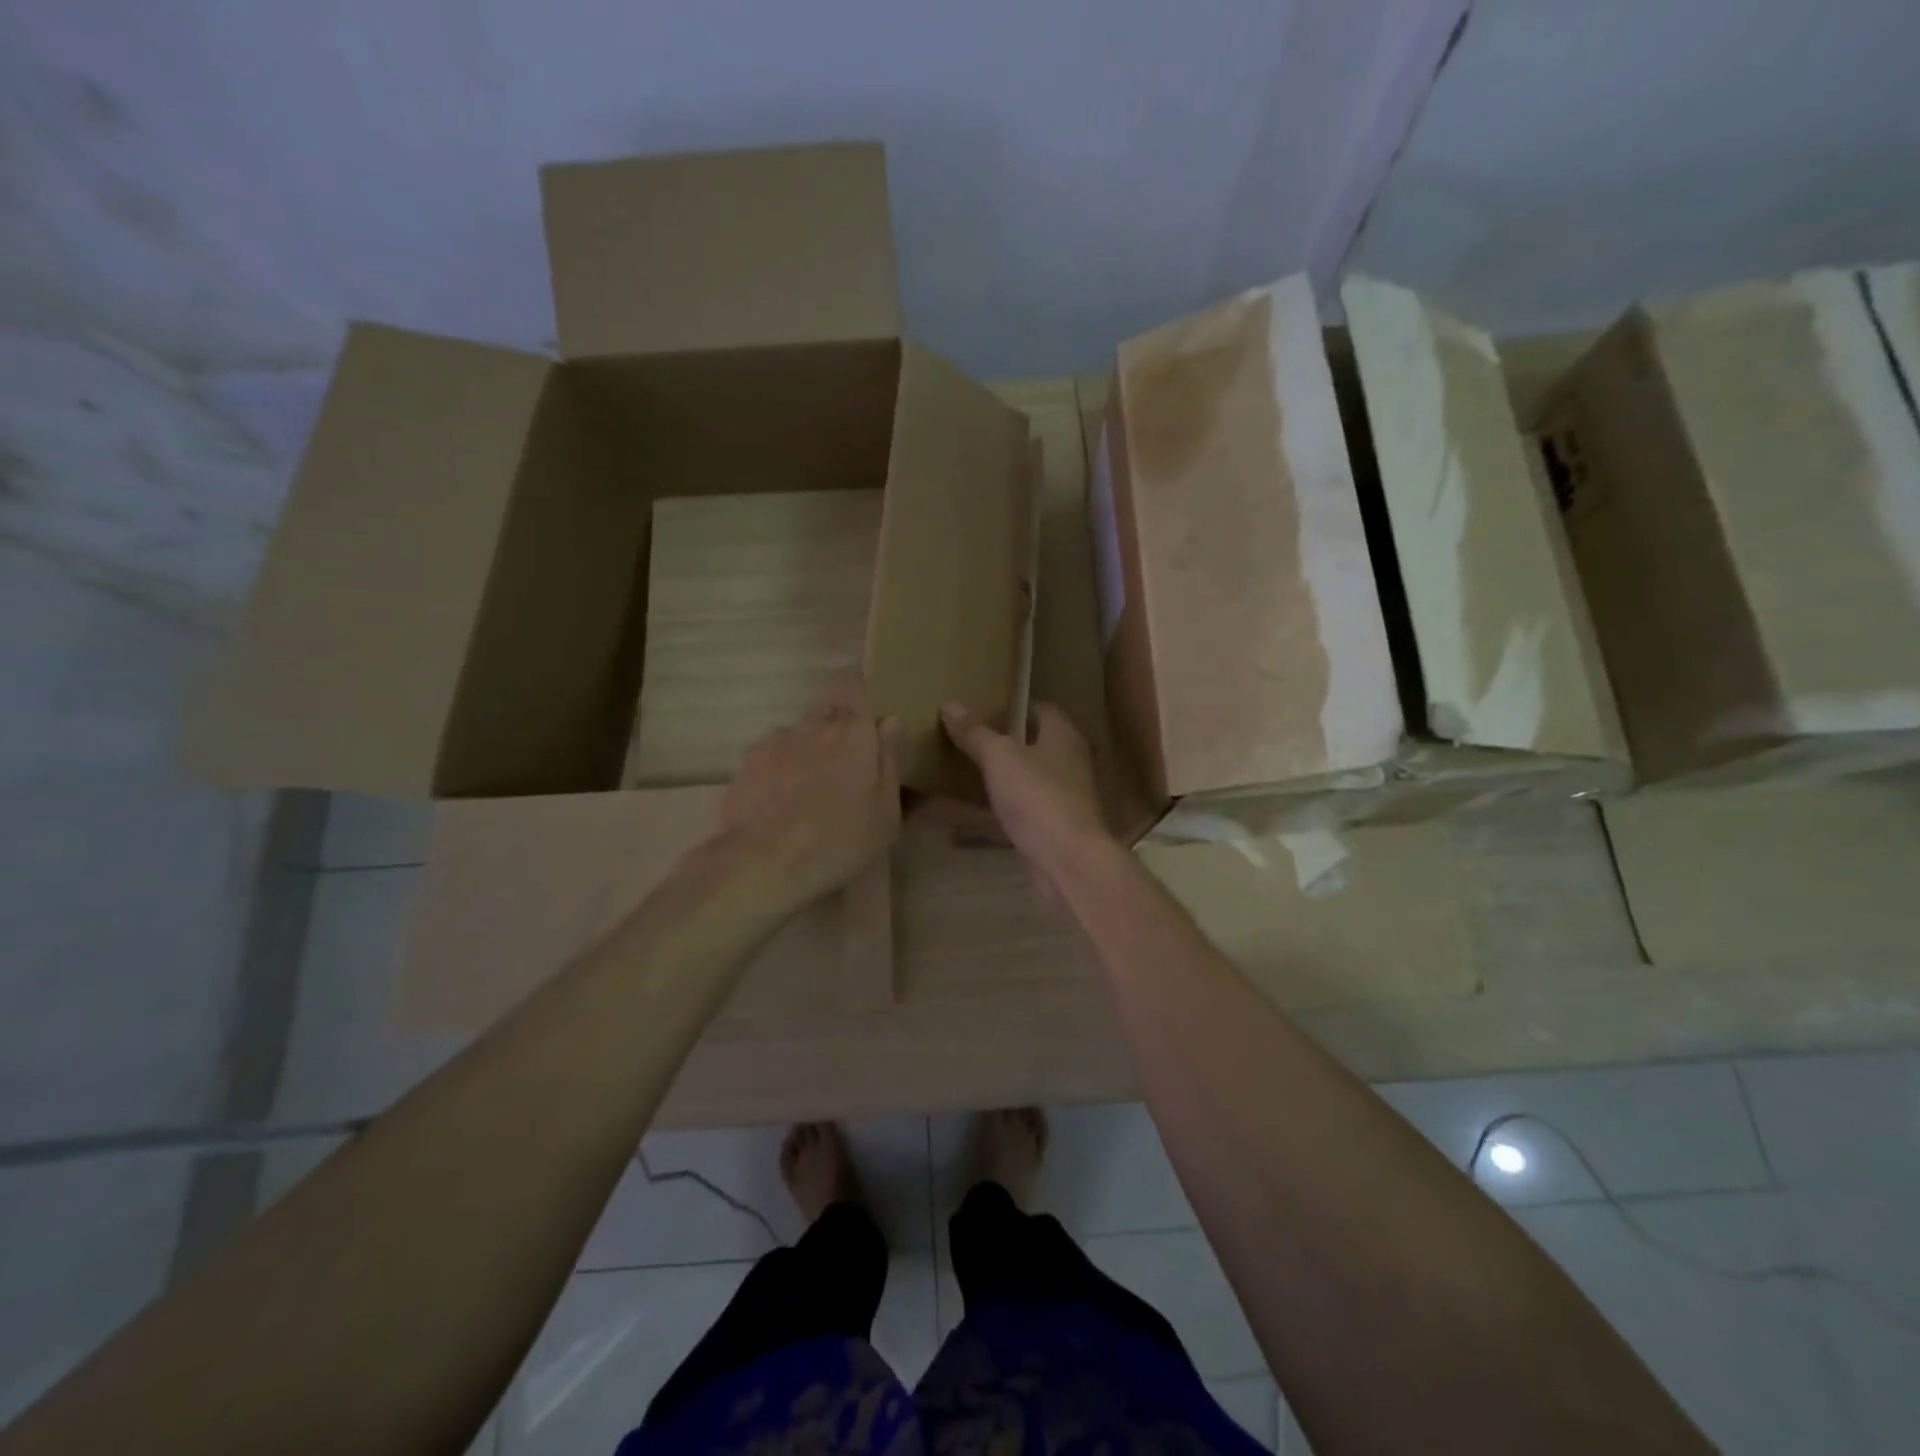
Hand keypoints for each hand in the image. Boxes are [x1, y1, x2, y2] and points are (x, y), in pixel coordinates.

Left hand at [719, 675, 901, 910]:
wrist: (767, 861)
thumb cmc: (840, 839)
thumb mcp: (885, 812)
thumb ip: (889, 761)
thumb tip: (890, 721)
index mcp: (854, 732)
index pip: (854, 686)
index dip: (858, 692)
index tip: (864, 716)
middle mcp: (814, 725)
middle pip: (828, 715)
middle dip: (837, 733)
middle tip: (844, 771)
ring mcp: (776, 741)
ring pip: (799, 736)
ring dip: (806, 752)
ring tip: (806, 791)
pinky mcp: (747, 762)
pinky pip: (772, 755)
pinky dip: (778, 769)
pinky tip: (779, 800)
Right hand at [940, 701, 1114, 890]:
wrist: (1068, 861)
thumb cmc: (1038, 797)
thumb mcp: (1000, 757)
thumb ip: (975, 732)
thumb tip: (950, 703)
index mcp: (1063, 736)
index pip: (1041, 709)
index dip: (1014, 704)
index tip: (982, 705)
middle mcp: (1067, 763)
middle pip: (1031, 744)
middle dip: (1000, 741)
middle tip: (964, 736)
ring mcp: (1060, 797)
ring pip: (1022, 779)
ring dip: (995, 777)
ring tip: (958, 769)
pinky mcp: (1049, 828)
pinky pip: (1014, 811)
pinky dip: (991, 811)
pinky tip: (960, 813)